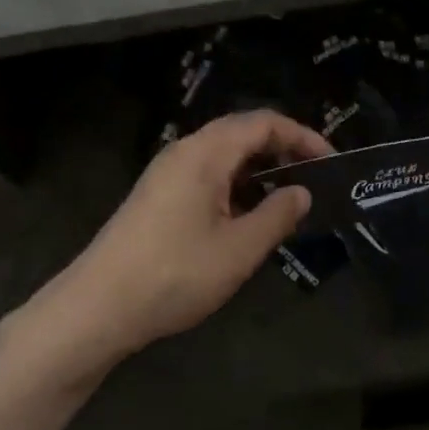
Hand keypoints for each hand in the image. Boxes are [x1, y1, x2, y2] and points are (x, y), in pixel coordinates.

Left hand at [26, 111, 331, 373]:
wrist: (98, 306)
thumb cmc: (175, 274)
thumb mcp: (238, 249)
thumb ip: (277, 215)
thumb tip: (301, 192)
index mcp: (206, 152)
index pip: (263, 123)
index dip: (301, 136)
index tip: (330, 161)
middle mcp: (185, 151)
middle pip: (242, 131)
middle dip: (281, 148)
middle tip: (313, 176)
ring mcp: (167, 172)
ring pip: (223, 154)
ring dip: (258, 168)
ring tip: (287, 197)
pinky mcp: (157, 194)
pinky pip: (206, 173)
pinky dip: (235, 183)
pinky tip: (247, 215)